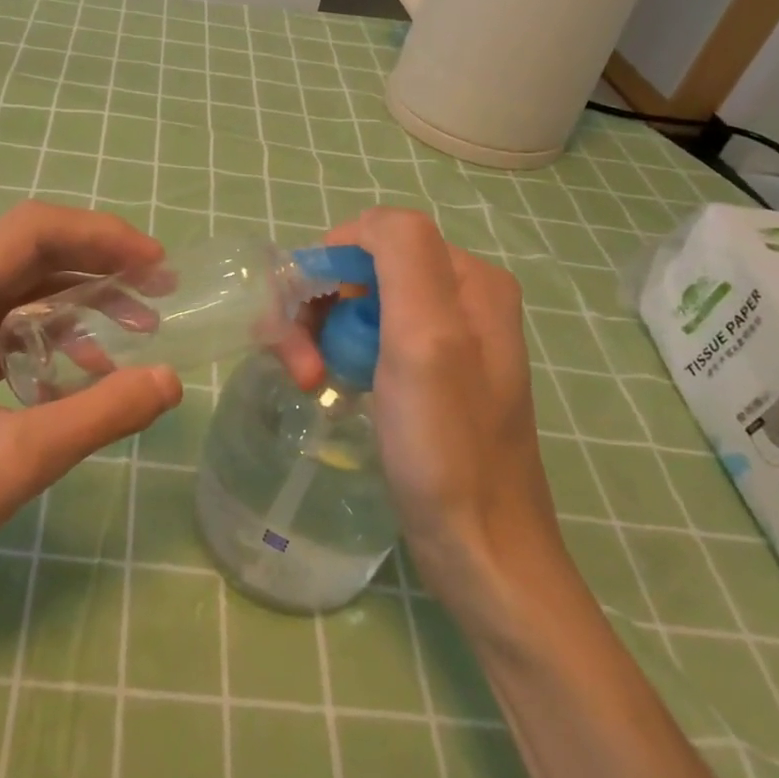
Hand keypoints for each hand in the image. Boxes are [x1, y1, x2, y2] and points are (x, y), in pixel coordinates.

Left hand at [0, 201, 182, 625]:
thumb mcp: (16, 461)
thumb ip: (100, 414)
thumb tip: (171, 379)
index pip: (30, 232)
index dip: (101, 235)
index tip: (156, 263)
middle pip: (29, 255)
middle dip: (99, 266)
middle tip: (160, 292)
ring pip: (21, 292)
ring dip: (81, 304)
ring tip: (139, 330)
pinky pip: (7, 330)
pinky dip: (53, 340)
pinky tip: (86, 376)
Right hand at [325, 208, 568, 619]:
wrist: (482, 551)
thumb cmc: (447, 447)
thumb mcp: (427, 339)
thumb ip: (402, 255)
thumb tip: (359, 226)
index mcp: (465, 278)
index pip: (371, 236)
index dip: (322, 271)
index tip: (296, 325)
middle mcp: (458, 296)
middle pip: (360, 271)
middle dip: (316, 308)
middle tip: (301, 367)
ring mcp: (443, 337)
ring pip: (355, 304)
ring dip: (319, 334)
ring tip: (308, 381)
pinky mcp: (425, 373)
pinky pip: (366, 339)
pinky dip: (336, 354)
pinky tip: (327, 385)